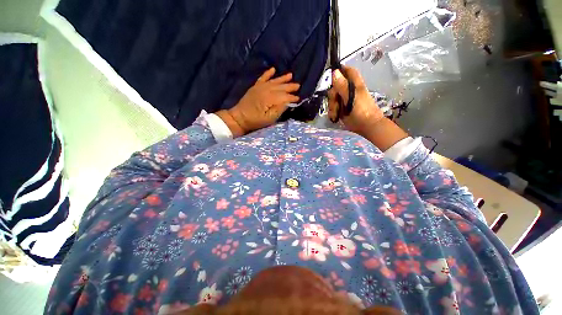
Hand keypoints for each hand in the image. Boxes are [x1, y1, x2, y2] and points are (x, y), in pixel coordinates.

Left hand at [217, 68, 299, 136]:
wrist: (239, 118)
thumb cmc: (255, 121)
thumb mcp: (269, 119)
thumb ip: (279, 109)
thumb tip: (287, 102)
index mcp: (269, 98)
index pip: (284, 96)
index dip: (291, 97)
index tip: (298, 98)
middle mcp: (266, 90)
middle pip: (280, 87)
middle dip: (290, 86)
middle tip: (298, 85)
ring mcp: (260, 87)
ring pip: (274, 81)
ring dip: (282, 78)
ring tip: (291, 75)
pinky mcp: (255, 87)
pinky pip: (263, 78)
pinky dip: (268, 73)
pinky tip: (273, 69)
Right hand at [327, 66, 383, 136]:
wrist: (366, 126)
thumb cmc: (362, 110)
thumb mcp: (352, 97)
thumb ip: (343, 86)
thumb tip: (334, 72)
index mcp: (354, 84)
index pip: (346, 71)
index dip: (339, 70)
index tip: (330, 76)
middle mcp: (348, 90)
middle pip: (335, 87)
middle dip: (333, 95)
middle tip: (336, 101)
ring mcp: (344, 100)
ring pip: (332, 98)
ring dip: (332, 106)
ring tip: (337, 113)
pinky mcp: (341, 109)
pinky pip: (332, 108)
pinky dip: (332, 112)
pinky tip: (335, 117)